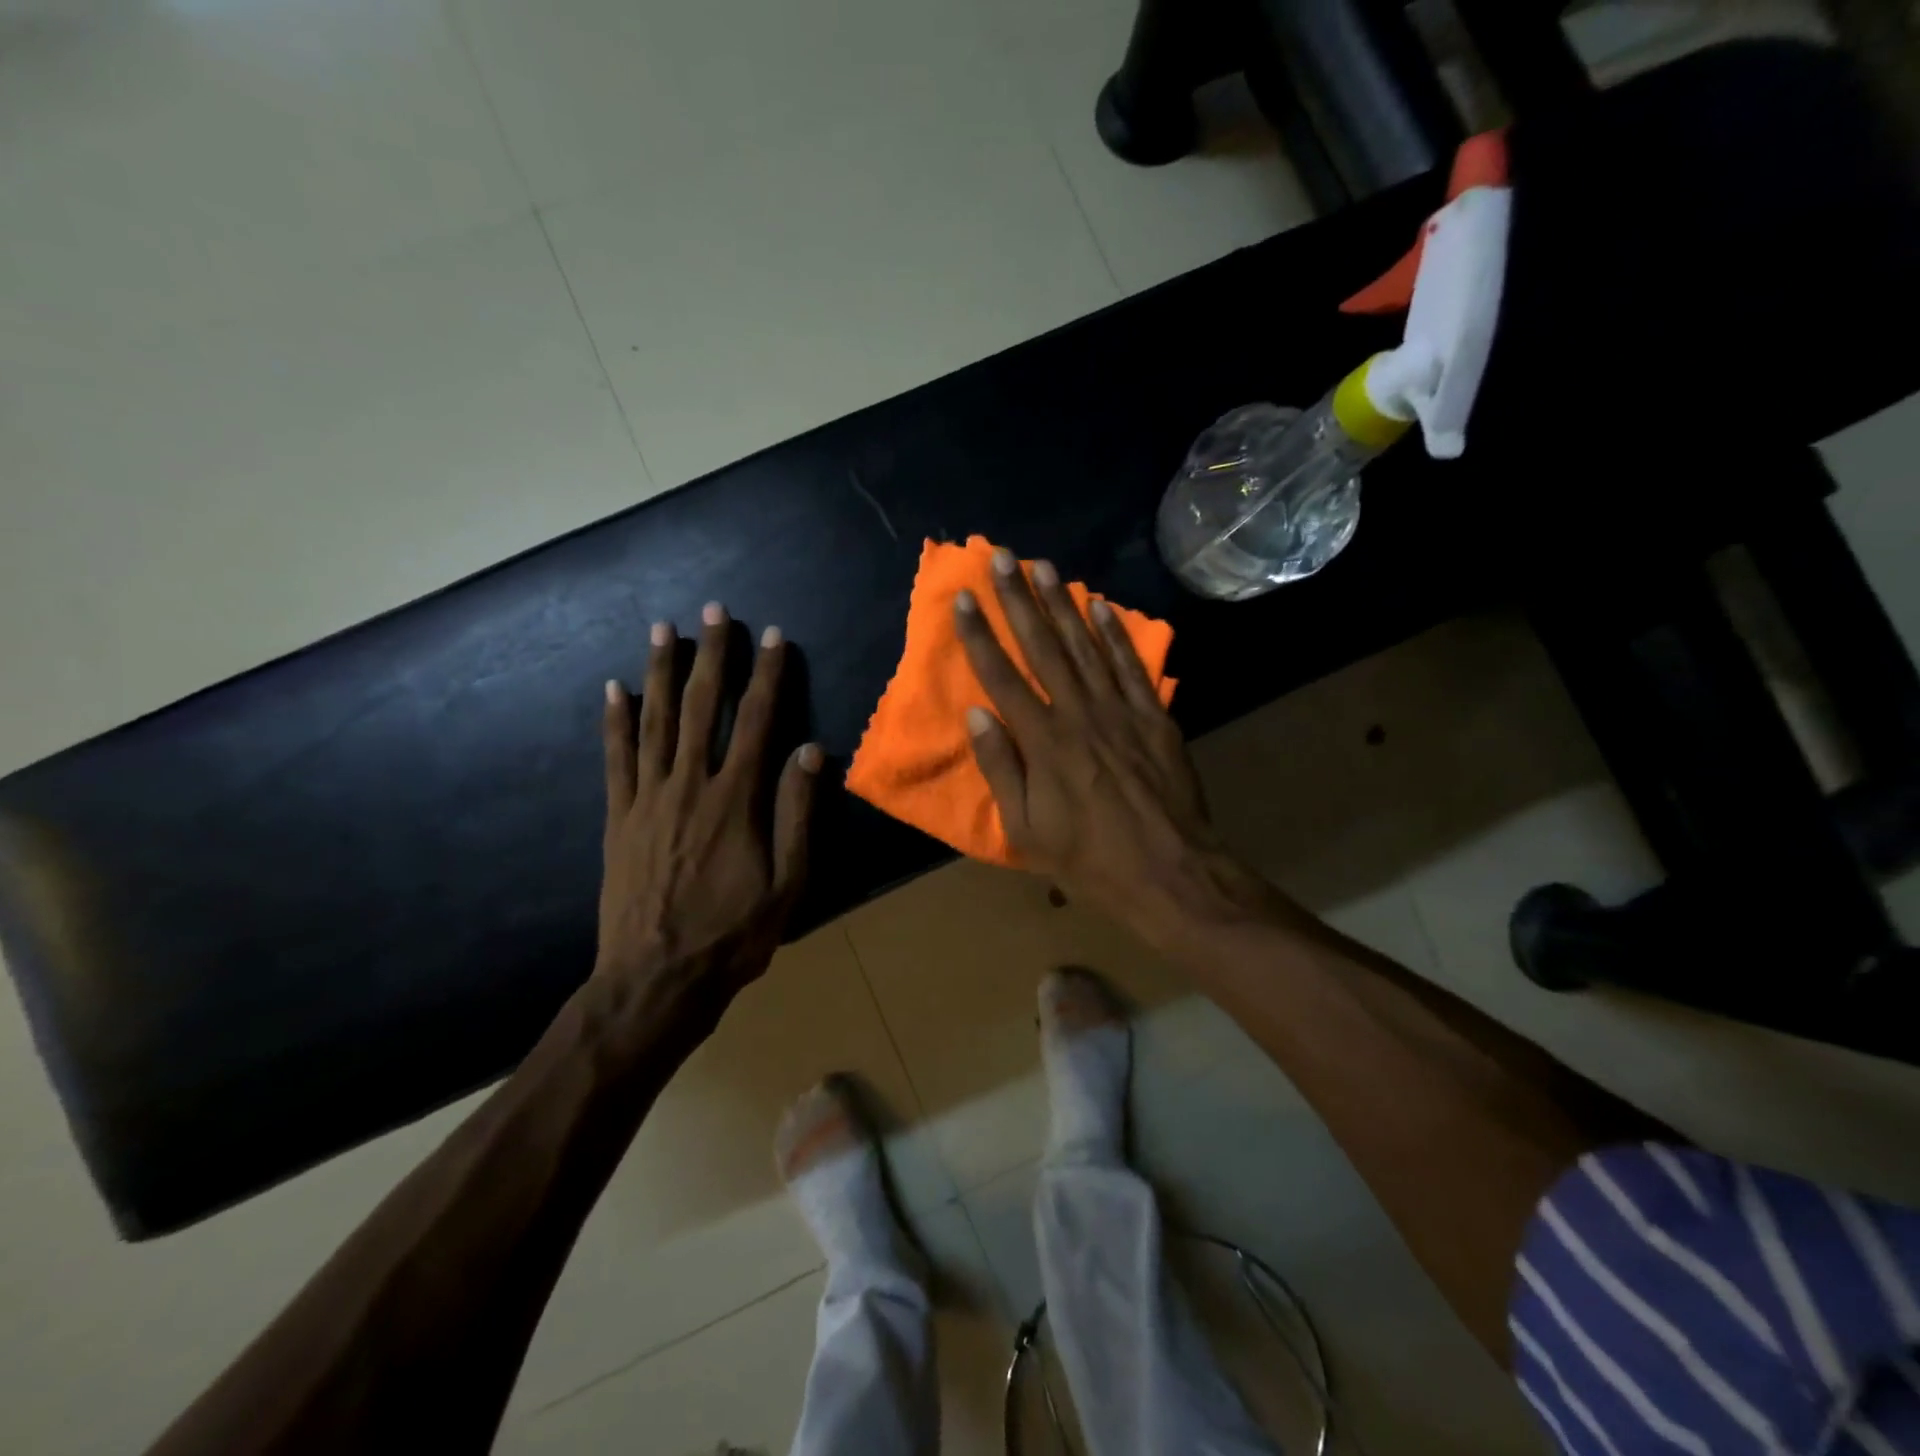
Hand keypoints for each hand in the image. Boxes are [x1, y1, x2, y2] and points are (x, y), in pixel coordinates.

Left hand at [597, 603, 820, 1019]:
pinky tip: (613, 688)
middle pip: (702, 708)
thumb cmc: (733, 935)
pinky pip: (616, 758)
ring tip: (664, 629)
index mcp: (736, 800)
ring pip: (655, 722)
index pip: (758, 722)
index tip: (775, 637)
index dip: (769, 676)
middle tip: (715, 611)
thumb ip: (797, 814)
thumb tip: (811, 751)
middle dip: (711, 656)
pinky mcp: (618, 818)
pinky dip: (614, 721)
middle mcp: (689, 786)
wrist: (655, 980)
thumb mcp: (787, 883)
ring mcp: (647, 799)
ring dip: (661, 672)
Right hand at [953, 550, 1268, 943]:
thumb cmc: (1088, 858)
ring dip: (1062, 604)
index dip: (979, 635)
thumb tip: (976, 715)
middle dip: (1018, 600)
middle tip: (1001, 558)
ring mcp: (1120, 711)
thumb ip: (1001, 768)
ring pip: (1085, 646)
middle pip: (1042, 647)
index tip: (964, 599)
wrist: (1168, 871)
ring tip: (1043, 566)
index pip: (1001, 677)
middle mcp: (1078, 714)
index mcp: (1042, 743)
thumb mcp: (1026, 829)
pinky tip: (1100, 606)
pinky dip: (1115, 634)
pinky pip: (1130, 666)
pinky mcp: (1154, 717)